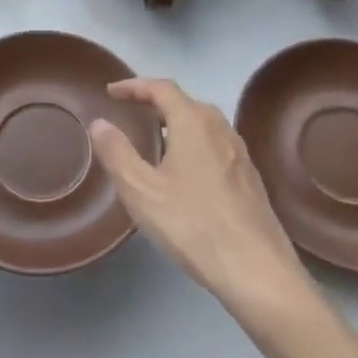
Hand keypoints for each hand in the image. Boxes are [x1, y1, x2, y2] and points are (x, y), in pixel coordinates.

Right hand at [89, 78, 320, 339]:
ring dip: (176, 124)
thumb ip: (117, 153)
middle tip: (131, 113)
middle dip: (155, 103)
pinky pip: (214, 146)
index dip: (134, 86)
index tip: (111, 92)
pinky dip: (193, 144)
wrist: (258, 271)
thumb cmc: (193, 224)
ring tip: (154, 141)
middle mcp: (221, 128)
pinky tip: (184, 174)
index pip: (161, 88)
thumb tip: (99, 122)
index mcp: (194, 122)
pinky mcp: (250, 179)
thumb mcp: (142, 191)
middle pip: (185, 103)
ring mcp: (240, 154)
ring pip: (203, 125)